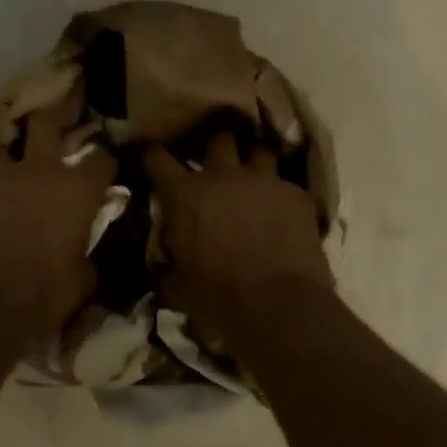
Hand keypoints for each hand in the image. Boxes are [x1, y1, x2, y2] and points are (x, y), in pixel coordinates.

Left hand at [0, 111, 117, 335]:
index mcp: (77, 190)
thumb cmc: (47, 293)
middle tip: (58, 121)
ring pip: (1, 149)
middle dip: (55, 117)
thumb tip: (82, 252)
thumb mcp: (84, 278)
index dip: (106, 164)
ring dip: (9, 157)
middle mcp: (38, 171)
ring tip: (11, 171)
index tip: (106, 172)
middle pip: (46, 122)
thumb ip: (86, 252)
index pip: (101, 159)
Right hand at [144, 131, 331, 341]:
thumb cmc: (218, 299)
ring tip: (254, 181)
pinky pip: (287, 185)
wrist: (279, 306)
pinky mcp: (297, 195)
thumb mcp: (178, 287)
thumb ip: (170, 265)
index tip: (149, 155)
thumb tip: (167, 265)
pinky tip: (284, 213)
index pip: (158, 158)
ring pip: (259, 153)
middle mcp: (223, 176)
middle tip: (216, 166)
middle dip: (215, 149)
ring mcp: (264, 181)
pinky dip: (281, 195)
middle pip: (219, 140)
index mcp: (185, 196)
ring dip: (253, 164)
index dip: (151, 154)